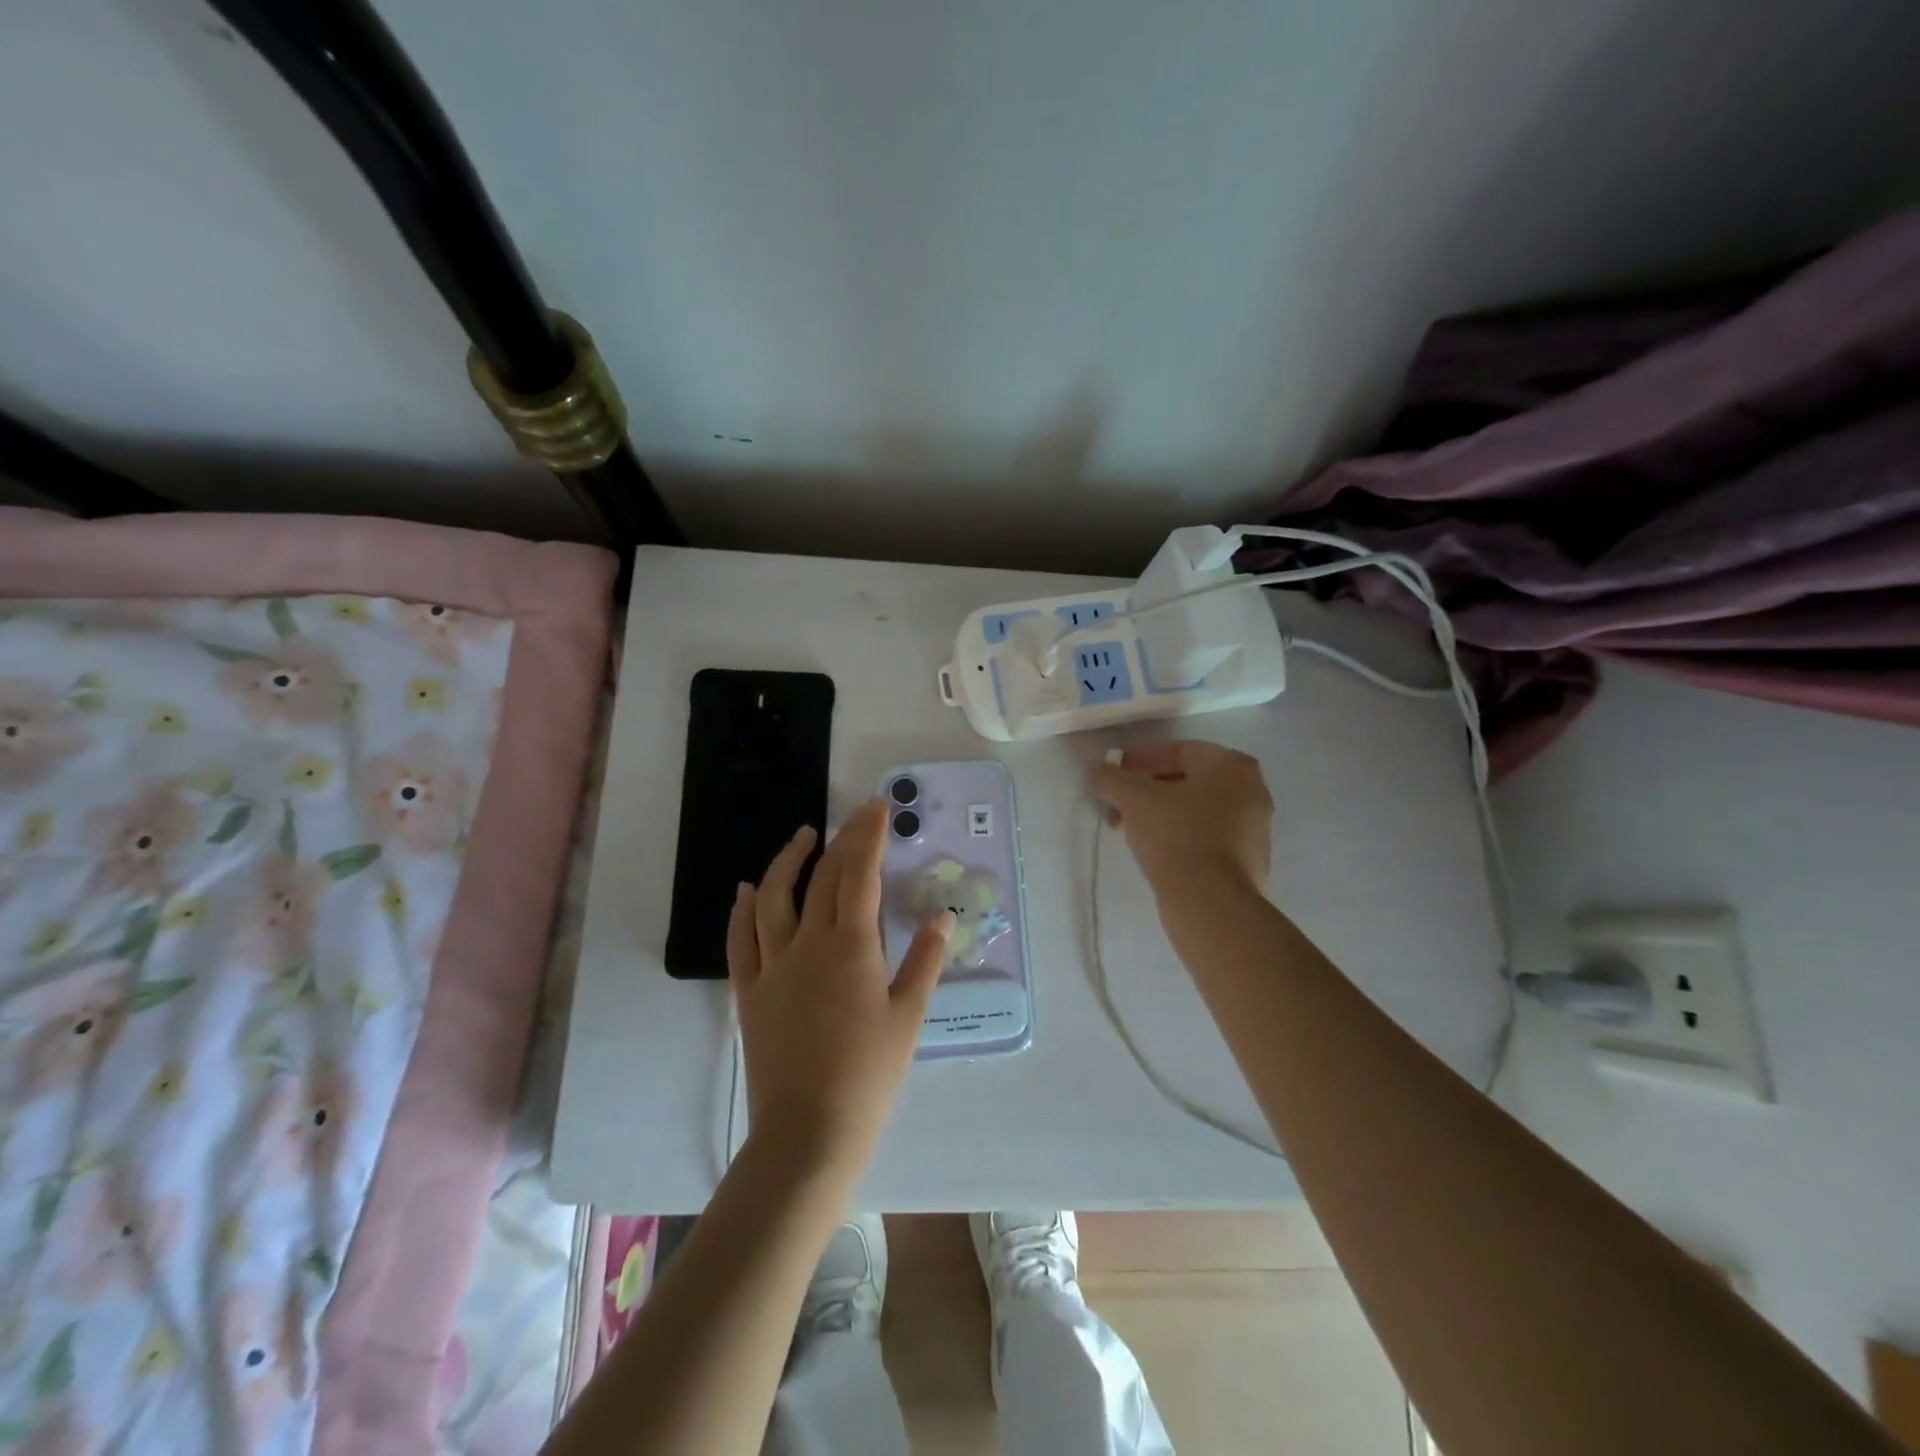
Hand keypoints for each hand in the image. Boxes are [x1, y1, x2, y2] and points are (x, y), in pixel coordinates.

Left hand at [727, 798, 954, 1173]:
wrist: (808, 1131)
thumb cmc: (869, 1074)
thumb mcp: (908, 1016)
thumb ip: (925, 960)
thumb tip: (943, 916)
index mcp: (850, 945)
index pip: (859, 873)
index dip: (868, 835)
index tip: (875, 807)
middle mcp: (807, 943)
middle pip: (822, 876)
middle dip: (841, 839)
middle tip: (855, 816)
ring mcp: (772, 965)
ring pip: (772, 897)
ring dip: (787, 861)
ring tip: (802, 836)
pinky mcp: (749, 990)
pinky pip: (740, 939)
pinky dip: (741, 909)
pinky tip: (746, 890)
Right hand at [1093, 740, 1272, 897]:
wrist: (1211, 903)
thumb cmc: (1176, 835)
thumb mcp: (1132, 798)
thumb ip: (1110, 777)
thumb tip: (1096, 769)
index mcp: (1233, 766)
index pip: (1177, 750)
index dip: (1139, 760)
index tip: (1113, 777)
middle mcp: (1253, 791)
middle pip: (1186, 781)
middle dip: (1146, 790)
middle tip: (1116, 806)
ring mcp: (1255, 830)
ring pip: (1195, 811)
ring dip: (1160, 815)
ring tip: (1129, 831)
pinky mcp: (1248, 863)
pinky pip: (1206, 839)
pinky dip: (1179, 838)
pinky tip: (1154, 853)